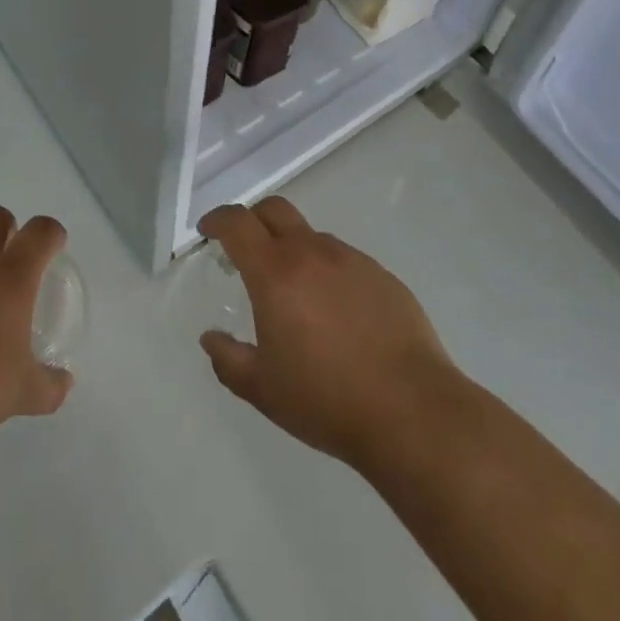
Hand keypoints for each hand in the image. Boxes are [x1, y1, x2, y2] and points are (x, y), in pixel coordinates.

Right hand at [197, 198, 457, 471]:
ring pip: (311, 236)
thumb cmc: (326, 399)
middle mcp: (312, 252)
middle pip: (275, 210)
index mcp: (275, 272)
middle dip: (253, 219)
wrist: (411, 410)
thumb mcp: (263, 390)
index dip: (217, 220)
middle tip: (245, 248)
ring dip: (293, 250)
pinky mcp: (382, 275)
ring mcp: (351, 260)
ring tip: (296, 294)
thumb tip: (210, 338)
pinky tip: (337, 314)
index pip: (238, 223)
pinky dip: (328, 272)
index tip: (208, 231)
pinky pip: (344, 260)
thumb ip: (229, 360)